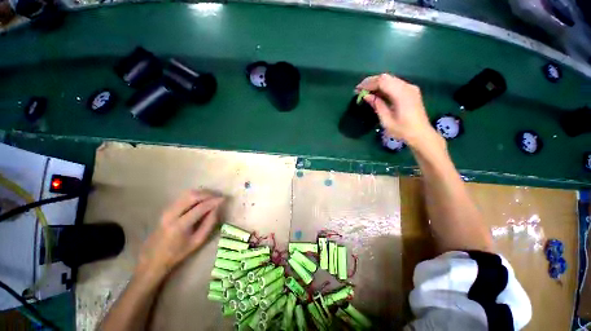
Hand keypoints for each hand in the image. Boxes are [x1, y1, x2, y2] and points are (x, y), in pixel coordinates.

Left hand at [136, 190, 223, 282]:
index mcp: (179, 225)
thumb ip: (209, 223)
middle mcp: (171, 214)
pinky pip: (183, 196)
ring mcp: (167, 210)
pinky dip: (195, 195)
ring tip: (212, 197)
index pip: (200, 207)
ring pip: (187, 193)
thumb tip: (217, 208)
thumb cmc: (178, 252)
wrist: (154, 257)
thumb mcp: (198, 241)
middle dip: (208, 194)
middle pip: (192, 196)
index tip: (224, 198)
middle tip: (218, 197)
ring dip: (202, 193)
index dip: (214, 201)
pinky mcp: (166, 208)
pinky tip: (202, 200)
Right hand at [355, 74, 438, 147]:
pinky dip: (383, 87)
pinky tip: (376, 94)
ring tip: (365, 92)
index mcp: (401, 94)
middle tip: (359, 90)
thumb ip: (377, 105)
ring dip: (376, 84)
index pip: (382, 81)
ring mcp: (410, 88)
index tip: (357, 89)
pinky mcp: (410, 91)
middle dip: (371, 82)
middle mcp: (407, 87)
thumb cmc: (402, 130)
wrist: (421, 134)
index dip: (368, 83)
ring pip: (390, 79)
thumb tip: (366, 96)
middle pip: (386, 78)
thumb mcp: (386, 120)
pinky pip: (394, 84)